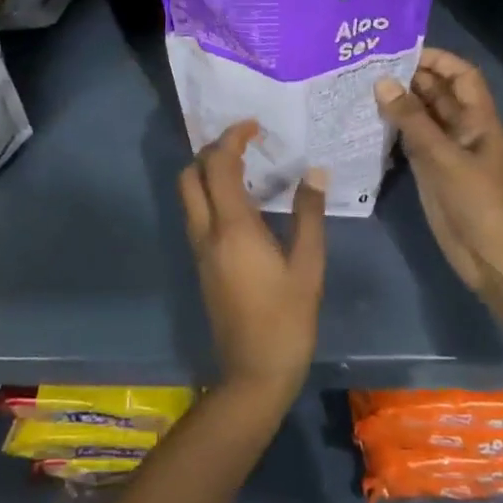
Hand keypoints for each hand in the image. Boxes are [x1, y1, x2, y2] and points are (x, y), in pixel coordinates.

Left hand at [177, 121, 326, 410]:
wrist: (253, 375)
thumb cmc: (286, 320)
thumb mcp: (308, 267)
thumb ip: (309, 216)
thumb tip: (313, 172)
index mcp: (232, 228)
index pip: (218, 165)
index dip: (232, 138)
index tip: (254, 127)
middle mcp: (207, 232)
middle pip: (189, 175)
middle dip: (211, 151)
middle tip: (244, 145)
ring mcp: (199, 249)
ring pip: (188, 195)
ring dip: (207, 172)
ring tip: (245, 167)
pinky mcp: (201, 264)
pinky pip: (196, 213)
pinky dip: (209, 194)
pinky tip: (241, 202)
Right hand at [376, 49, 502, 323]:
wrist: (491, 257)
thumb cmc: (477, 201)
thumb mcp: (443, 157)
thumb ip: (412, 120)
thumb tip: (382, 82)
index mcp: (477, 118)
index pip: (460, 75)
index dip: (436, 59)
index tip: (400, 51)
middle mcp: (461, 127)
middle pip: (437, 92)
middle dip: (409, 77)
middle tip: (368, 66)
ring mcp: (445, 149)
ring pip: (421, 115)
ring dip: (397, 102)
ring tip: (360, 87)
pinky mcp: (430, 169)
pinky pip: (410, 139)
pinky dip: (392, 128)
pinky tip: (366, 120)